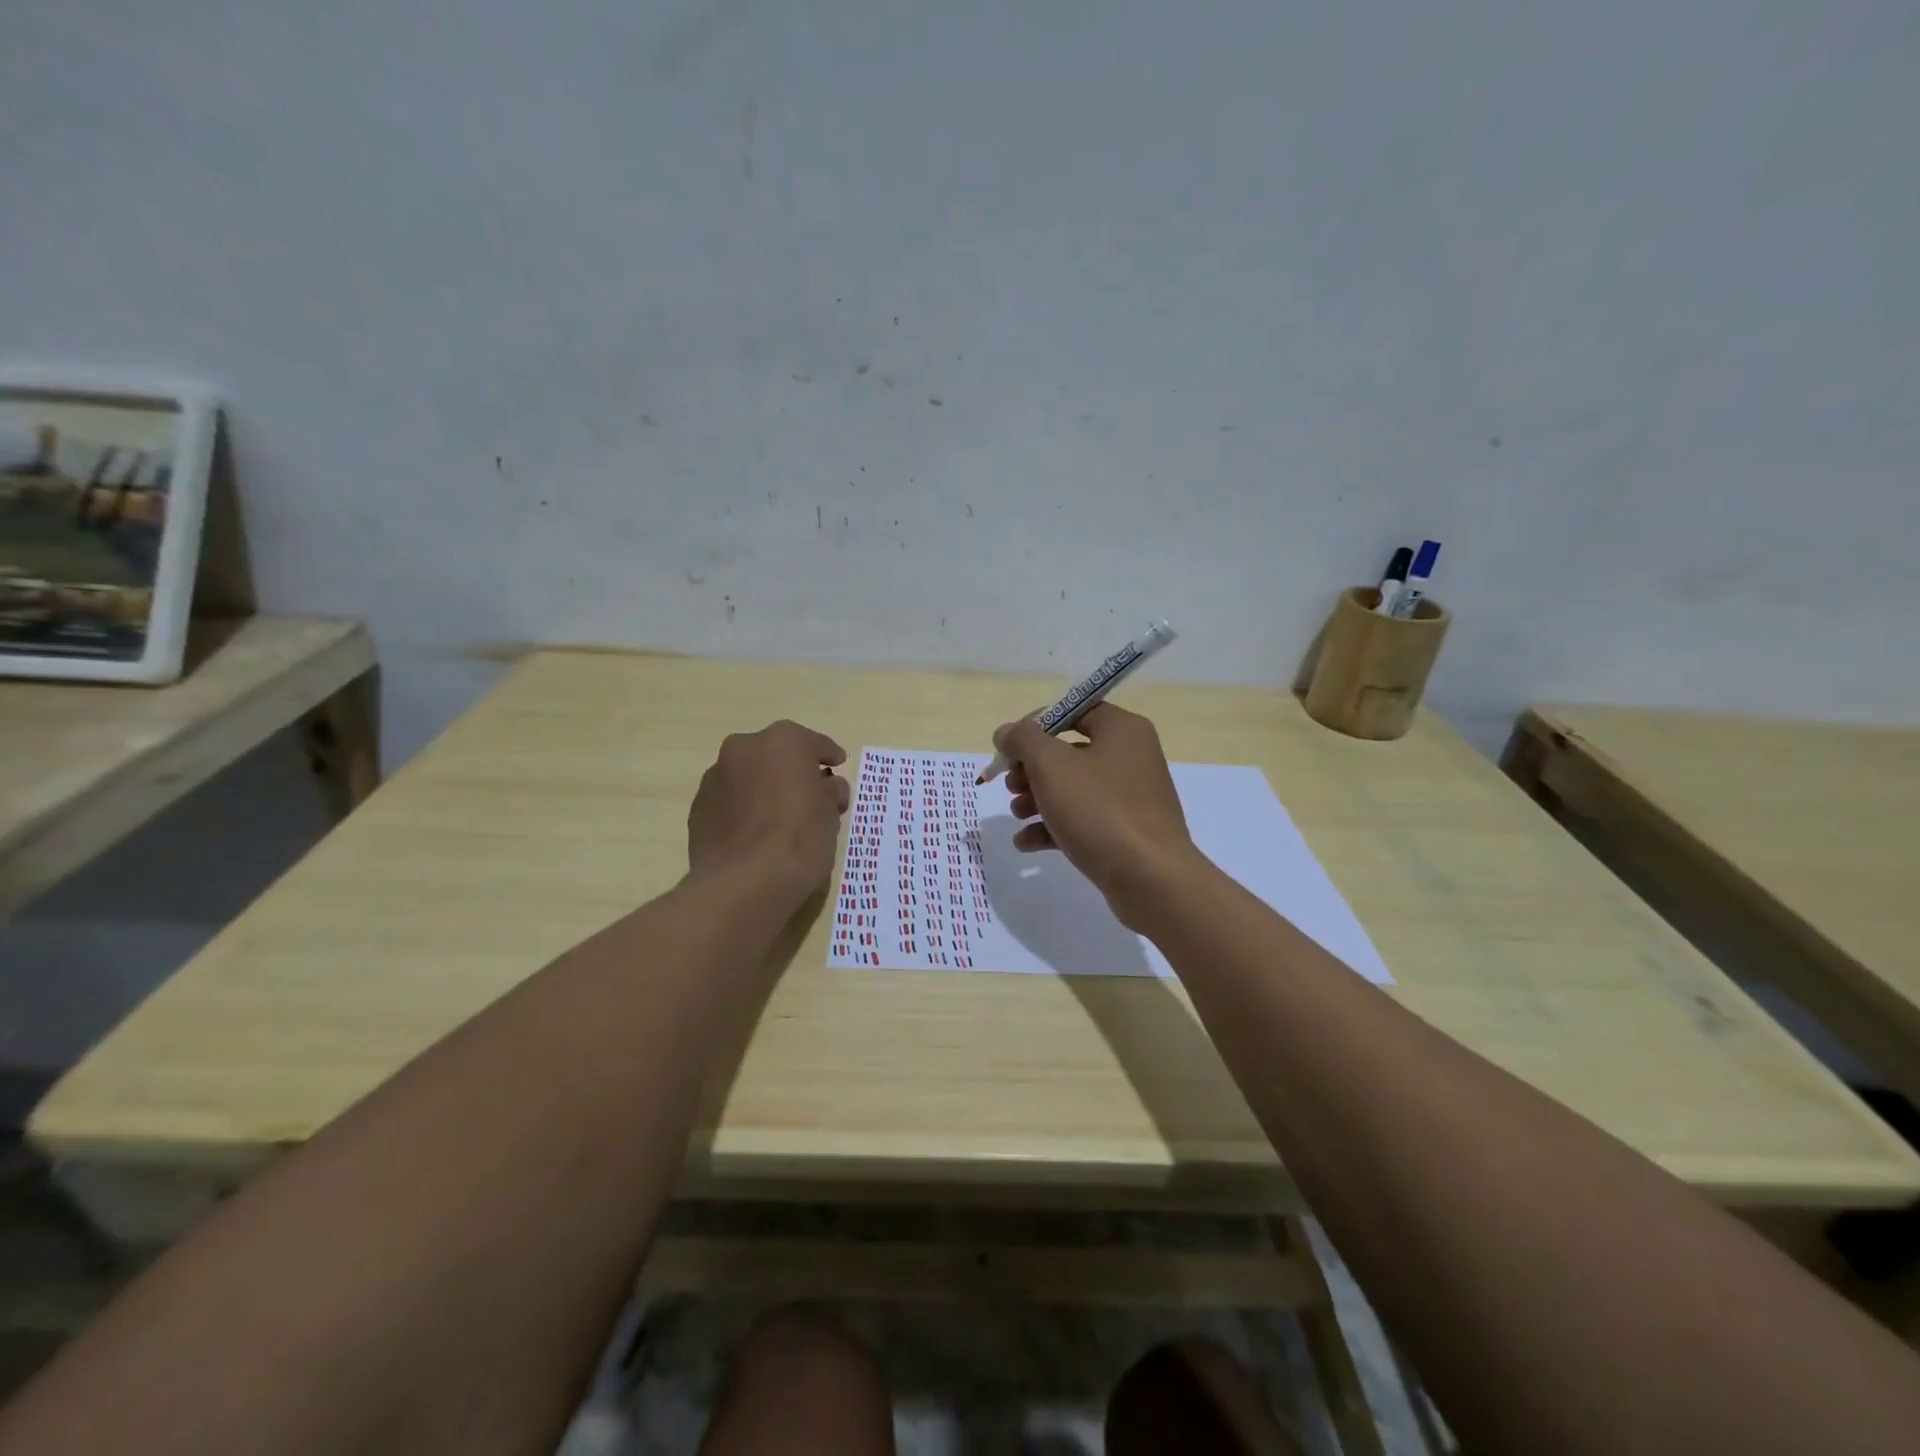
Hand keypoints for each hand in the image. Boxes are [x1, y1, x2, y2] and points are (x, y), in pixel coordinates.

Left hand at [688, 720, 849, 904]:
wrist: (743, 883)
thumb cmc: (799, 838)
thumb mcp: (831, 813)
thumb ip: (830, 791)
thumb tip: (827, 787)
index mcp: (782, 741)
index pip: (815, 744)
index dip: (830, 757)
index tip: (837, 768)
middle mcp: (744, 748)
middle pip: (777, 755)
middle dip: (792, 770)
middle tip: (809, 795)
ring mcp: (715, 776)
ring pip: (749, 776)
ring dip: (764, 788)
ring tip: (778, 818)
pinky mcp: (698, 807)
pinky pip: (730, 801)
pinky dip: (744, 809)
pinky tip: (755, 834)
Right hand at [994, 704, 1201, 927]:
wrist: (1150, 878)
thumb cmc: (1099, 810)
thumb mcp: (1051, 765)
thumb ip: (1023, 740)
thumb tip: (1006, 732)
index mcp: (1122, 730)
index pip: (1074, 711)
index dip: (1036, 725)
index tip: (1010, 748)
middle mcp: (1130, 757)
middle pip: (1069, 752)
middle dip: (1031, 769)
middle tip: (1011, 785)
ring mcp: (1130, 797)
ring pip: (1072, 788)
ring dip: (1037, 799)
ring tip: (1017, 814)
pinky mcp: (1124, 832)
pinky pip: (1082, 820)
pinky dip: (1053, 827)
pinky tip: (1025, 842)